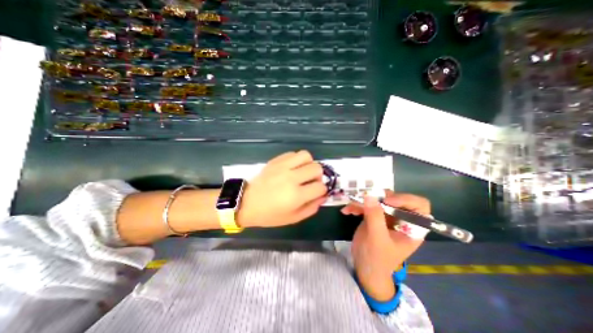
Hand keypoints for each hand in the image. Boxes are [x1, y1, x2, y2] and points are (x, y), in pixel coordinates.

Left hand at [239, 150, 328, 228]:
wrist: (246, 203)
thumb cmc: (269, 214)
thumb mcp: (293, 218)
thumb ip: (311, 208)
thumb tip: (323, 196)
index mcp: (296, 195)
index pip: (320, 187)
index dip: (322, 190)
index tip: (317, 192)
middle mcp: (291, 178)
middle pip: (316, 168)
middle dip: (318, 176)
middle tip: (311, 181)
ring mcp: (282, 167)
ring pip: (306, 156)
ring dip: (309, 163)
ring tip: (303, 172)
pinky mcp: (275, 161)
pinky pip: (293, 153)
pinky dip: (297, 160)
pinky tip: (292, 168)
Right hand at [344, 190, 431, 301]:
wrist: (364, 268)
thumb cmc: (376, 259)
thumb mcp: (377, 239)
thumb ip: (375, 217)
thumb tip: (369, 195)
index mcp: (411, 227)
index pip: (419, 205)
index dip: (405, 199)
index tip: (387, 201)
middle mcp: (400, 219)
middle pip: (394, 198)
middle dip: (378, 198)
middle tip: (364, 198)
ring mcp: (386, 216)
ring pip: (377, 199)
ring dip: (362, 201)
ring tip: (351, 207)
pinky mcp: (374, 216)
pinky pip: (366, 205)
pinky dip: (356, 206)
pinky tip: (347, 211)